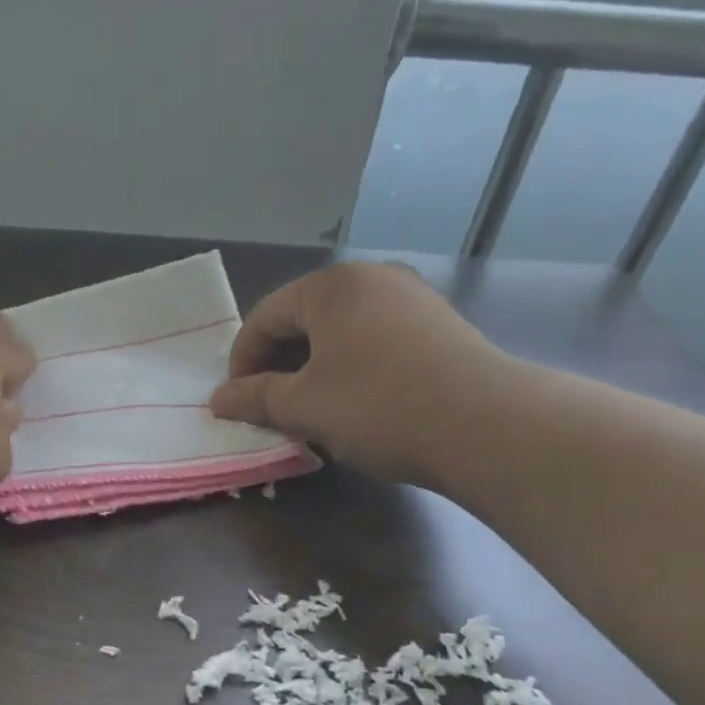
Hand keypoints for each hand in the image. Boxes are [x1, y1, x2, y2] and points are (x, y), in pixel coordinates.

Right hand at [209, 263, 509, 485]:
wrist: (486, 425)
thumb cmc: (378, 406)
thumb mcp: (304, 406)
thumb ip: (255, 398)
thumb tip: (218, 400)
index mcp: (331, 286)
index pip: (264, 317)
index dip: (242, 362)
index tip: (236, 403)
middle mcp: (372, 279)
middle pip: (304, 320)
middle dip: (279, 366)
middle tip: (270, 409)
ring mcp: (412, 299)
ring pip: (341, 333)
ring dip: (314, 371)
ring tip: (311, 411)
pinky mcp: (439, 327)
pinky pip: (375, 342)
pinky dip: (352, 369)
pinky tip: (357, 405)